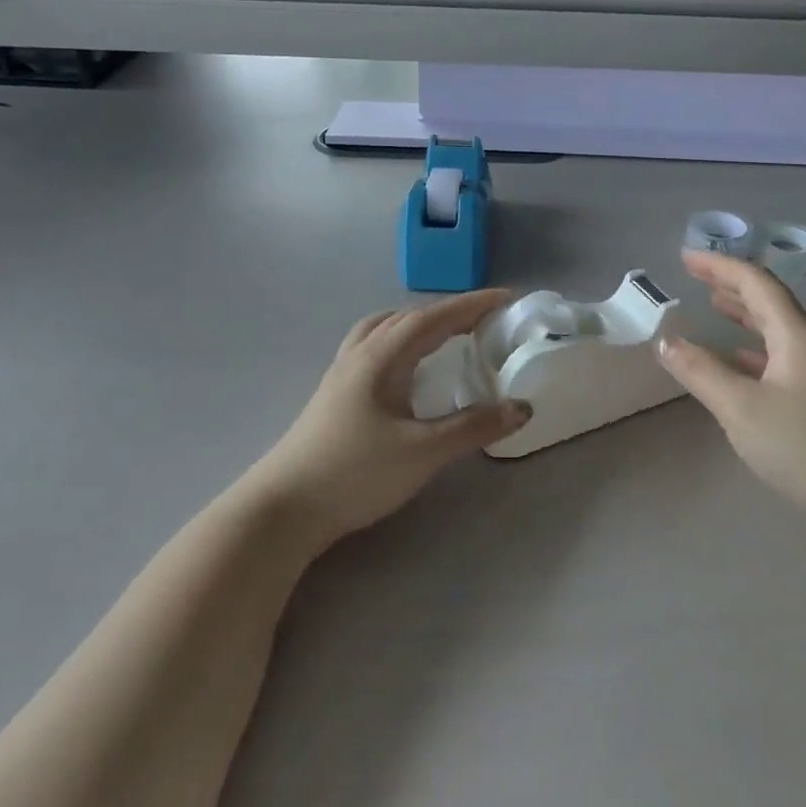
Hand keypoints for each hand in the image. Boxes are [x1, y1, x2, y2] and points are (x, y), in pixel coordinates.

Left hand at [240, 289, 531, 552]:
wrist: (283, 508)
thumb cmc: (355, 474)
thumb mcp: (423, 452)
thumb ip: (473, 427)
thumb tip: (522, 407)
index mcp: (383, 357)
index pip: (434, 317)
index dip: (472, 304)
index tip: (507, 299)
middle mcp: (361, 354)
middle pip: (408, 317)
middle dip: (449, 313)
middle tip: (485, 321)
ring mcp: (342, 373)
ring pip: (385, 329)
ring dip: (419, 324)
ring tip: (446, 336)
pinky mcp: (334, 394)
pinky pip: (373, 347)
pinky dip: (399, 341)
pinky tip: (406, 369)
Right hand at [656, 250, 805, 536]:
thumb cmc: (805, 449)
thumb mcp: (741, 408)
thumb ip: (700, 371)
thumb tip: (665, 341)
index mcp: (797, 337)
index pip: (757, 284)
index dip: (720, 266)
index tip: (685, 258)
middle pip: (769, 302)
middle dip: (731, 284)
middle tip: (695, 276)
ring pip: (775, 330)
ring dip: (743, 314)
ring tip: (713, 306)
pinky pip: (779, 357)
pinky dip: (752, 349)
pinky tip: (738, 360)